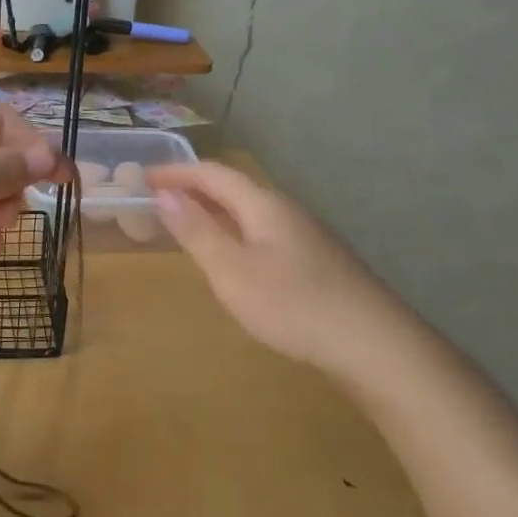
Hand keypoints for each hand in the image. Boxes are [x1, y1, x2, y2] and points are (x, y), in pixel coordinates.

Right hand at [149, 161, 410, 372]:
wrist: (373, 344)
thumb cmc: (293, 305)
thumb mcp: (232, 271)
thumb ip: (197, 231)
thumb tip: (165, 194)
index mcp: (263, 204)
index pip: (212, 173)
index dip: (176, 172)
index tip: (144, 176)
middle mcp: (286, 209)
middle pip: (233, 186)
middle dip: (194, 188)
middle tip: (159, 198)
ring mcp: (306, 234)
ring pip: (250, 209)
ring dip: (215, 209)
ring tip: (188, 222)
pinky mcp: (317, 259)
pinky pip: (263, 229)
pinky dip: (235, 229)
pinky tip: (233, 254)